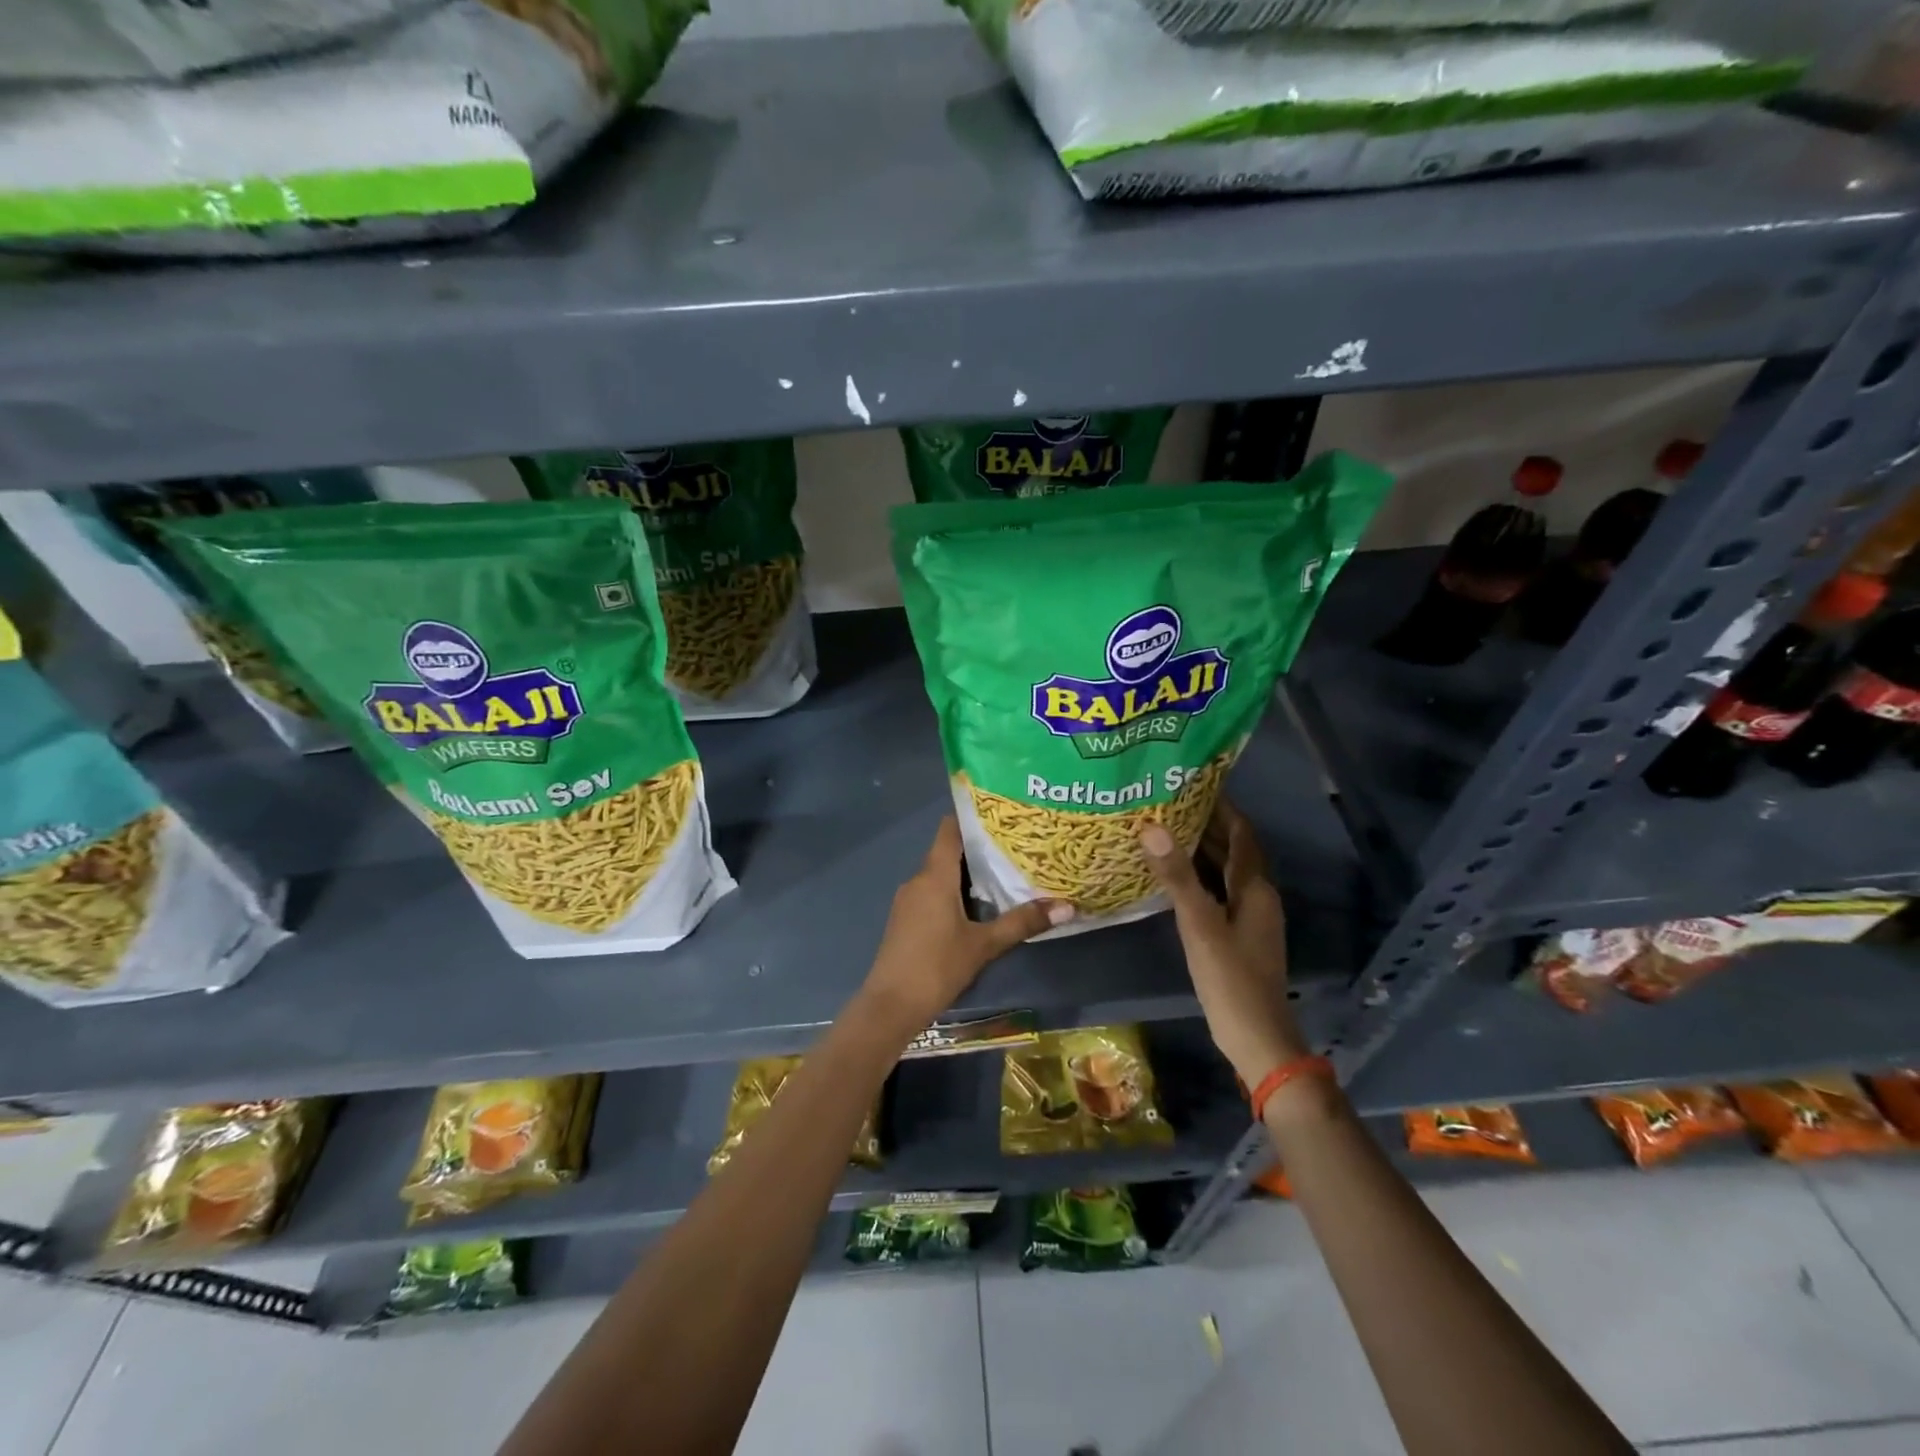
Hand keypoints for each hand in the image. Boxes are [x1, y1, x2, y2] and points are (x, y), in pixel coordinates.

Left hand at [859, 817, 1072, 1037]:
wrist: (890, 1005)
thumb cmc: (937, 966)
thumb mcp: (984, 945)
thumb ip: (1022, 922)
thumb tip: (1067, 906)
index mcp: (934, 875)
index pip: (949, 829)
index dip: (972, 818)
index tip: (1001, 816)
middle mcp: (918, 880)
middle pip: (948, 851)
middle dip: (979, 849)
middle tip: (1015, 847)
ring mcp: (908, 900)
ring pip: (940, 875)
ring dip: (968, 874)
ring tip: (1004, 874)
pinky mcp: (905, 919)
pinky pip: (932, 893)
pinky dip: (954, 892)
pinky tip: (978, 907)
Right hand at [1141, 799, 1307, 1086]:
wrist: (1256, 1039)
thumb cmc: (1231, 979)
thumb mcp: (1199, 925)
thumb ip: (1176, 876)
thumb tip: (1151, 827)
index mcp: (1255, 888)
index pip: (1241, 833)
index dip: (1223, 806)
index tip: (1193, 782)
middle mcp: (1256, 897)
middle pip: (1233, 850)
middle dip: (1205, 824)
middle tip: (1166, 802)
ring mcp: (1247, 918)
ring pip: (1224, 872)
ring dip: (1200, 850)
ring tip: (1162, 829)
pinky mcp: (1236, 936)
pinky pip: (1216, 892)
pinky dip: (1197, 877)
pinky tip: (1170, 877)